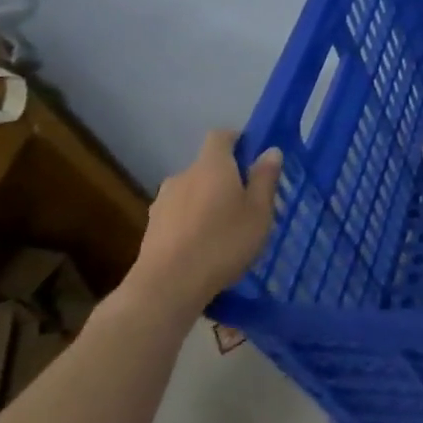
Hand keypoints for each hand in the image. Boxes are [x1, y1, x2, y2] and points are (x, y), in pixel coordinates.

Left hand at [122, 130, 281, 322]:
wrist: (166, 287)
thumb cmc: (223, 242)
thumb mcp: (259, 211)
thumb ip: (265, 179)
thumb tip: (270, 151)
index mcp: (211, 165)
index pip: (221, 136)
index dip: (237, 140)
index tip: (253, 156)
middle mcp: (183, 176)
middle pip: (207, 166)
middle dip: (225, 177)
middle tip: (246, 201)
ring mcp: (162, 202)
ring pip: (192, 191)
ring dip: (207, 201)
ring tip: (225, 228)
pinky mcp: (151, 228)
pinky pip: (179, 214)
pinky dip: (192, 222)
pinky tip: (204, 246)